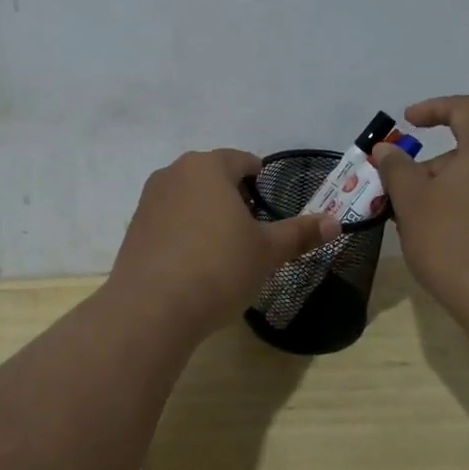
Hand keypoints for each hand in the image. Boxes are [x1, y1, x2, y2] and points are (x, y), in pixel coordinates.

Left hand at [105, 149, 340, 345]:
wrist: (152, 308)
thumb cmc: (218, 268)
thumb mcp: (267, 252)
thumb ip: (300, 233)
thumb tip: (334, 222)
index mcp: (208, 167)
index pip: (241, 161)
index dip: (259, 179)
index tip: (269, 203)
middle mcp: (174, 173)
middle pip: (212, 176)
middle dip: (233, 196)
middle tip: (252, 228)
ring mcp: (149, 200)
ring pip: (188, 197)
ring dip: (207, 213)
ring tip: (224, 248)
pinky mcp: (134, 229)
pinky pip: (168, 220)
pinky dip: (184, 232)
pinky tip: (194, 263)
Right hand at [372, 96, 468, 331]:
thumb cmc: (453, 240)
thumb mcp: (411, 200)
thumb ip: (396, 168)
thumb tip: (388, 150)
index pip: (464, 109)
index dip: (432, 109)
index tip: (406, 124)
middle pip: (467, 150)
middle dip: (428, 166)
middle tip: (398, 193)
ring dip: (441, 191)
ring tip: (412, 222)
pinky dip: (461, 209)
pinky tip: (439, 240)